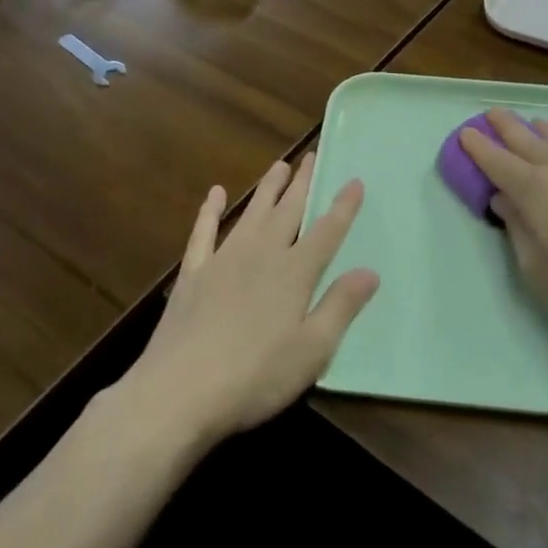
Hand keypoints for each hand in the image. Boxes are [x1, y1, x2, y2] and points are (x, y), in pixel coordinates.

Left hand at [125, 154, 379, 448]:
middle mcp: (261, 255)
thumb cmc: (255, 377)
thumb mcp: (312, 350)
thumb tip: (370, 271)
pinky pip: (204, 233)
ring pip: (252, 213)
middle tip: (312, 155)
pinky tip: (215, 194)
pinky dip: (210, 211)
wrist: (178, 392)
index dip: (343, 206)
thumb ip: (341, 306)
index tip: (354, 180)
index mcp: (294, 273)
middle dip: (303, 183)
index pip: (326, 232)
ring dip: (267, 189)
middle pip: (288, 211)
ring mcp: (223, 261)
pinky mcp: (193, 274)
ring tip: (280, 165)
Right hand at [460, 108, 547, 354]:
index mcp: (535, 190)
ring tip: (532, 124)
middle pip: (527, 140)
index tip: (465, 133)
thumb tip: (505, 200)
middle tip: (492, 113)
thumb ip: (518, 229)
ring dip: (540, 131)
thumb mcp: (537, 270)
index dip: (478, 147)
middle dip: (506, 126)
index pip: (498, 161)